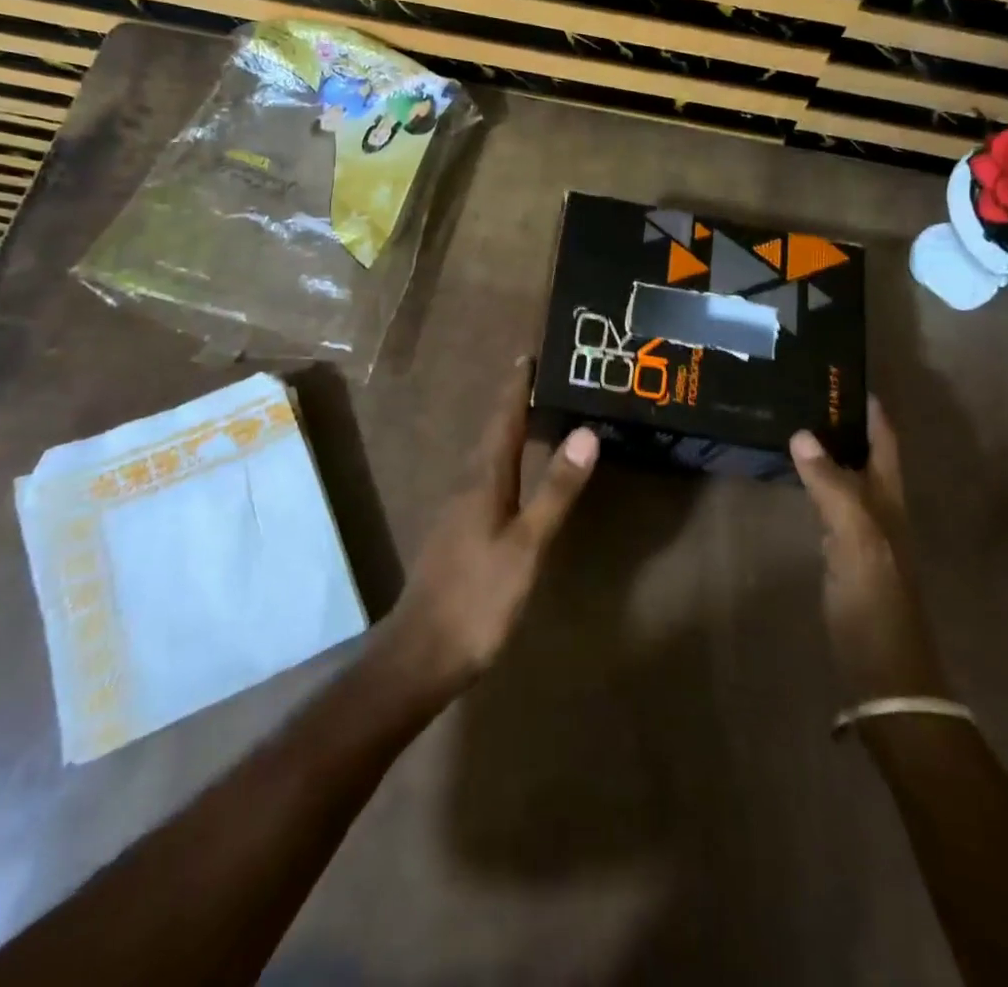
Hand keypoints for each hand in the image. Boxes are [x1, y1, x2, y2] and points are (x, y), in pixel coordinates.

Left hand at [382, 358, 598, 699]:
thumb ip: (556, 490)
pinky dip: (506, 462)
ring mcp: (458, 510)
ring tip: (536, 416)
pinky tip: (516, 476)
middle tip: (543, 378)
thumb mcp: (527, 544)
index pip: (503, 419)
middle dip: (515, 403)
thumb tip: (585, 432)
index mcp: (483, 479)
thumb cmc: (479, 596)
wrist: (422, 653)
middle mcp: (466, 485)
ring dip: (509, 431)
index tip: (531, 354)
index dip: (516, 386)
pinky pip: (486, 480)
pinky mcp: (458, 533)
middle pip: (494, 432)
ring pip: (488, 457)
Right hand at [790, 397, 950, 701]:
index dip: (870, 408)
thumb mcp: (856, 539)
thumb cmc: (876, 602)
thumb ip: (831, 486)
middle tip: (806, 391)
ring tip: (795, 421)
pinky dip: (816, 480)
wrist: (885, 672)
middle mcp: (880, 508)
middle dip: (845, 421)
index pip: (884, 441)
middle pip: (866, 453)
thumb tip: (802, 434)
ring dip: (830, 448)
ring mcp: (864, 532)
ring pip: (848, 476)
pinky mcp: (845, 553)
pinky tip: (796, 476)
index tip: (843, 375)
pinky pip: (831, 502)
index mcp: (890, 499)